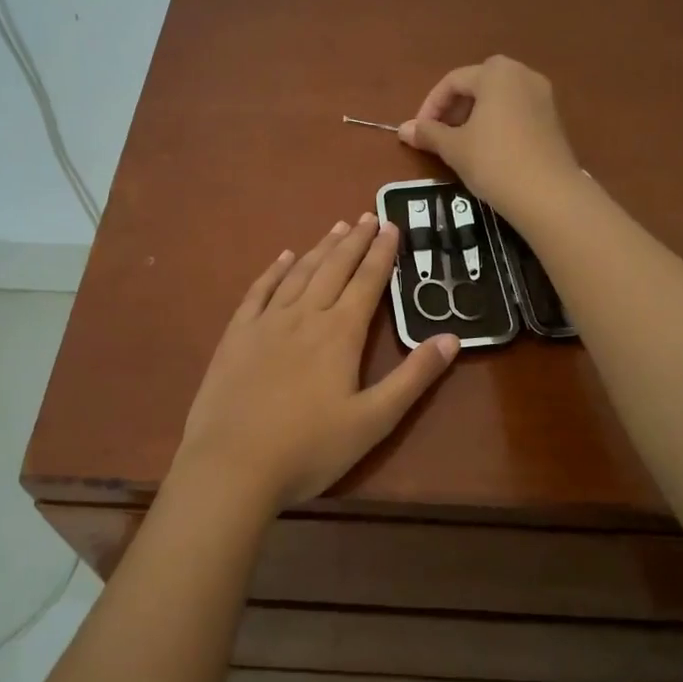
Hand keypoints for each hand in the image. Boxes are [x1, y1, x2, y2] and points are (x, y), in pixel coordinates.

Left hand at [173, 213, 459, 513]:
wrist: (231, 466)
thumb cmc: (309, 449)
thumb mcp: (373, 421)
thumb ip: (413, 378)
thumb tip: (451, 338)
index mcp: (340, 334)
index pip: (367, 282)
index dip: (382, 253)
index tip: (391, 226)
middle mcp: (304, 316)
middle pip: (334, 268)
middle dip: (354, 241)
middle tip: (368, 215)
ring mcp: (266, 323)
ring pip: (298, 273)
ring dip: (320, 248)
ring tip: (336, 228)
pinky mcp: (237, 336)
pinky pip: (258, 291)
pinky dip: (273, 270)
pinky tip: (282, 258)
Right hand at [398, 55, 581, 219]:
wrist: (548, 194)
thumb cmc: (494, 161)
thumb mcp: (454, 148)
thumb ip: (428, 133)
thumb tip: (403, 129)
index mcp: (496, 73)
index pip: (453, 81)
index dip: (430, 106)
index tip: (419, 132)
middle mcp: (522, 74)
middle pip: (478, 84)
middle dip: (454, 108)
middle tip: (440, 134)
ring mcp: (542, 95)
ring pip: (499, 98)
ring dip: (475, 115)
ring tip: (461, 144)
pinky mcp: (553, 118)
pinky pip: (516, 111)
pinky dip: (497, 123)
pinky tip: (488, 150)